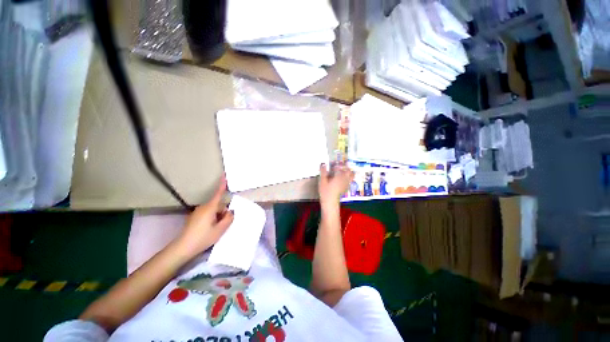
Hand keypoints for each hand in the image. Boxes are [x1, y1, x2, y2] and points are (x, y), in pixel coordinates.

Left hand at [177, 176, 233, 256]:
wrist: (182, 248)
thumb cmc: (203, 238)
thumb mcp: (220, 229)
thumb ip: (229, 218)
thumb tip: (230, 212)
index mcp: (210, 208)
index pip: (218, 194)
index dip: (222, 185)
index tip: (224, 175)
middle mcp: (203, 207)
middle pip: (218, 205)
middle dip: (223, 212)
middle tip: (223, 225)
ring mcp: (197, 212)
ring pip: (213, 210)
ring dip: (218, 217)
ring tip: (216, 229)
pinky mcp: (194, 218)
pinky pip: (207, 214)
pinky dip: (212, 219)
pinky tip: (209, 230)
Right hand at [318, 163, 353, 205]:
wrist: (330, 203)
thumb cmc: (326, 192)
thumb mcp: (322, 181)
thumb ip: (323, 172)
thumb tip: (323, 164)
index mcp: (339, 176)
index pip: (341, 167)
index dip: (337, 164)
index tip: (333, 165)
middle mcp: (344, 179)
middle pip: (349, 171)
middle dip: (345, 167)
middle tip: (339, 166)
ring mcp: (346, 184)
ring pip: (351, 176)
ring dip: (347, 172)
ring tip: (341, 171)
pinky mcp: (345, 188)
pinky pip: (349, 180)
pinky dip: (347, 177)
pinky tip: (341, 178)